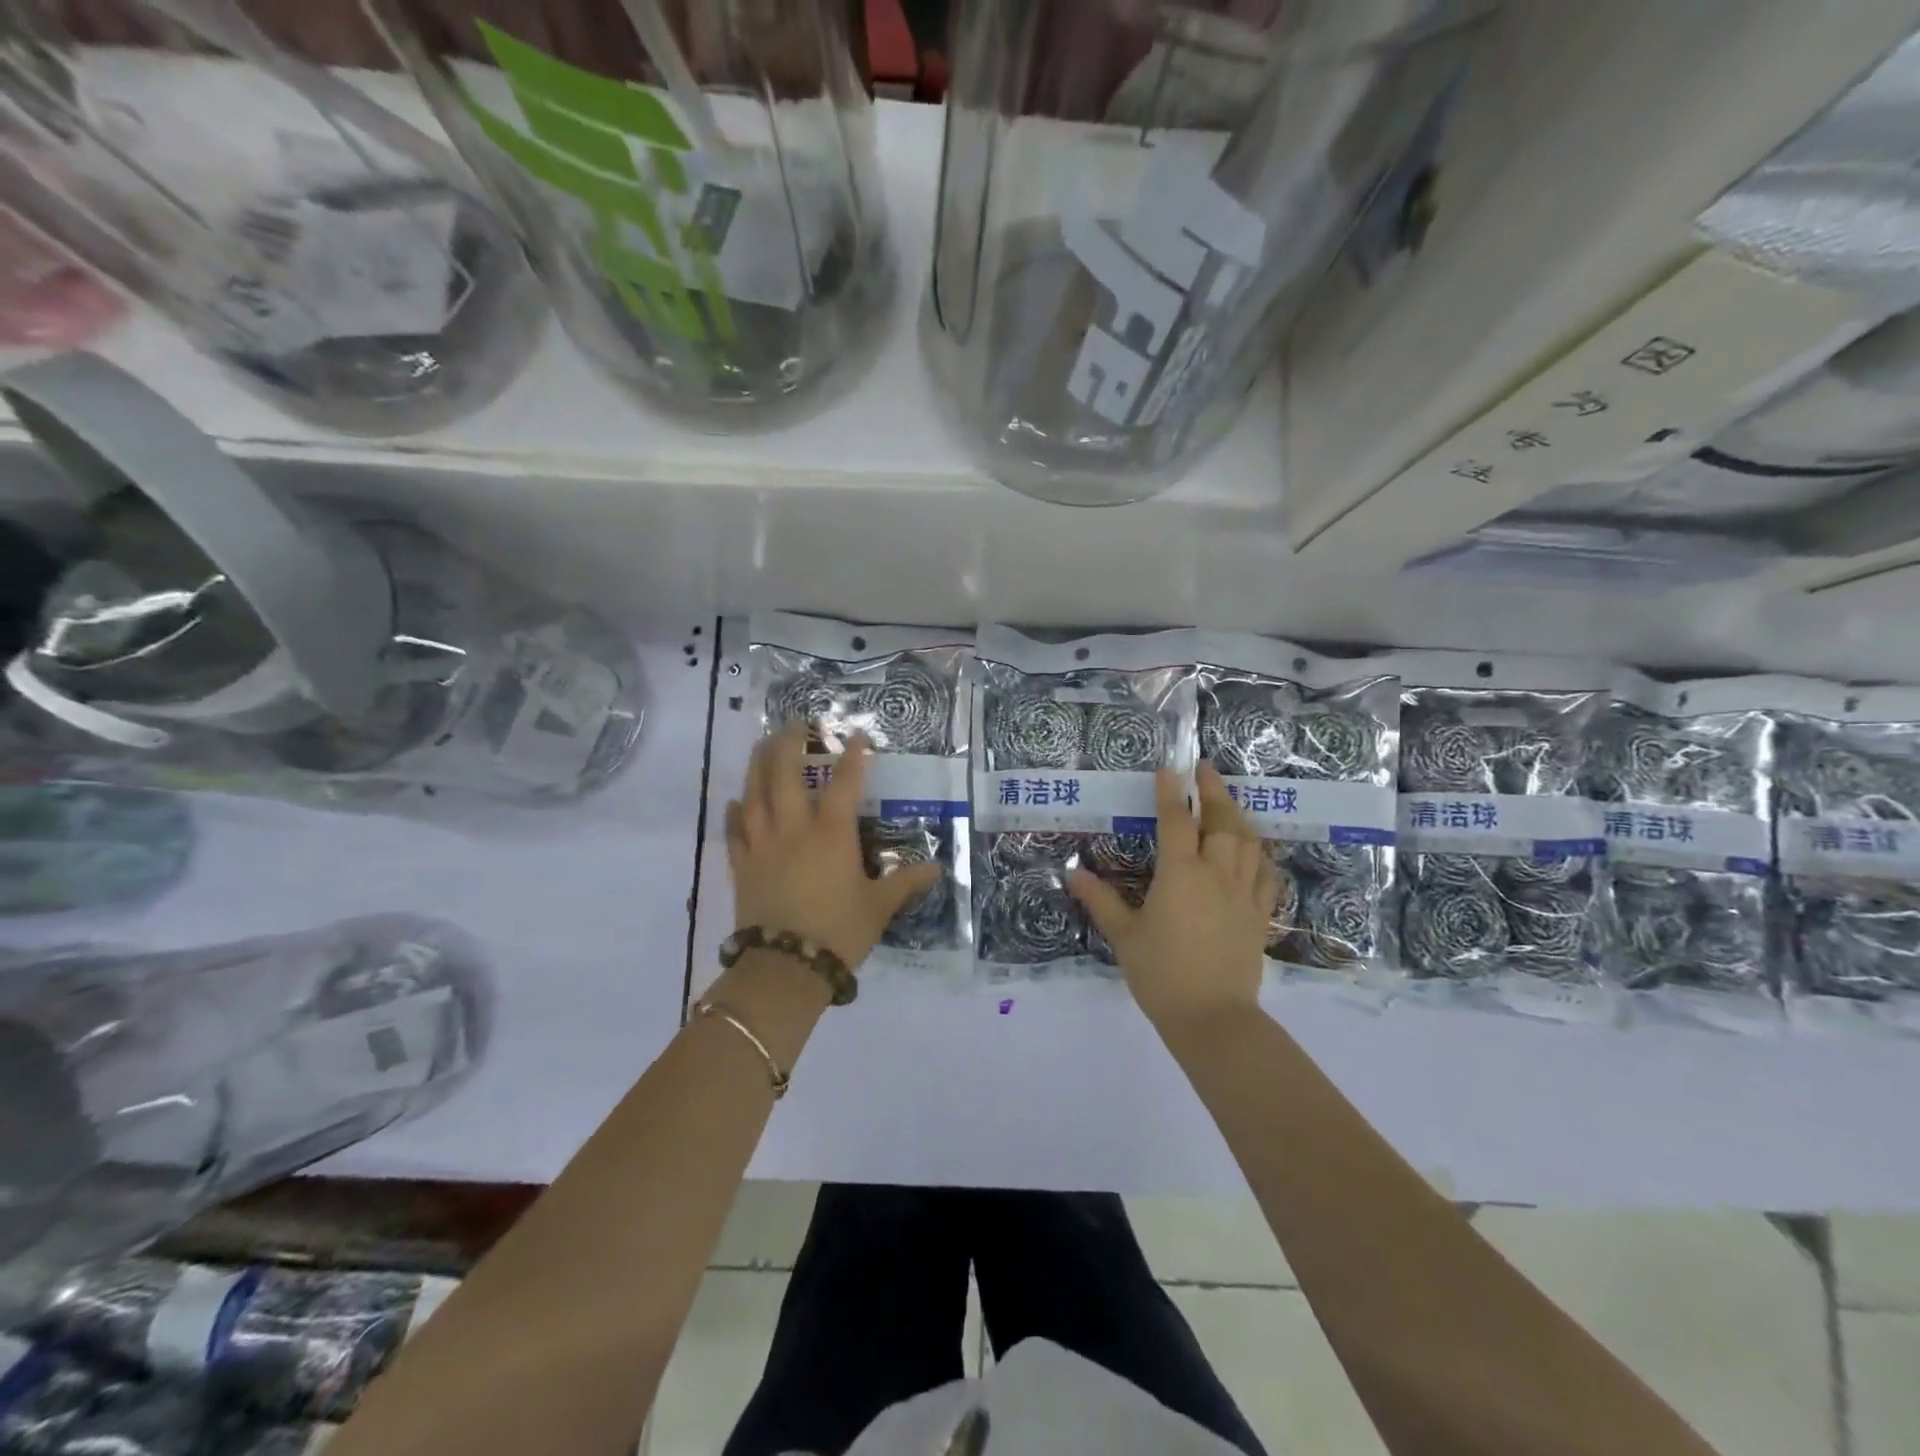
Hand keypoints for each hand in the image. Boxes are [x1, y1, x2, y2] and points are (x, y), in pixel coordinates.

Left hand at [726, 721, 942, 969]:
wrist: (785, 967)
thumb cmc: (839, 931)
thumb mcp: (879, 907)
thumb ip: (905, 883)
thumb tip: (937, 868)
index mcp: (832, 835)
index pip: (844, 784)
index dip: (852, 757)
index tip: (856, 734)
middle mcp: (794, 830)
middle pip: (786, 776)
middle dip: (790, 744)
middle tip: (794, 723)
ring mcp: (763, 846)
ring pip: (755, 795)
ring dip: (758, 765)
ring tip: (761, 743)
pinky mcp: (742, 866)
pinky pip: (734, 832)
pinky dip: (735, 813)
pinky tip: (735, 800)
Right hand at [1069, 763, 1276, 1029]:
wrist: (1213, 1018)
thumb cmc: (1161, 975)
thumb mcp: (1124, 936)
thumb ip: (1101, 900)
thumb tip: (1073, 874)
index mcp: (1181, 875)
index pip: (1176, 821)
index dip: (1171, 793)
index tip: (1169, 769)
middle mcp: (1217, 874)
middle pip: (1221, 822)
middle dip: (1213, 791)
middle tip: (1205, 769)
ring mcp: (1244, 894)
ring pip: (1249, 842)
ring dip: (1238, 815)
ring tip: (1228, 801)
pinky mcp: (1260, 914)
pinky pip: (1267, 874)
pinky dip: (1261, 853)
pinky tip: (1256, 849)